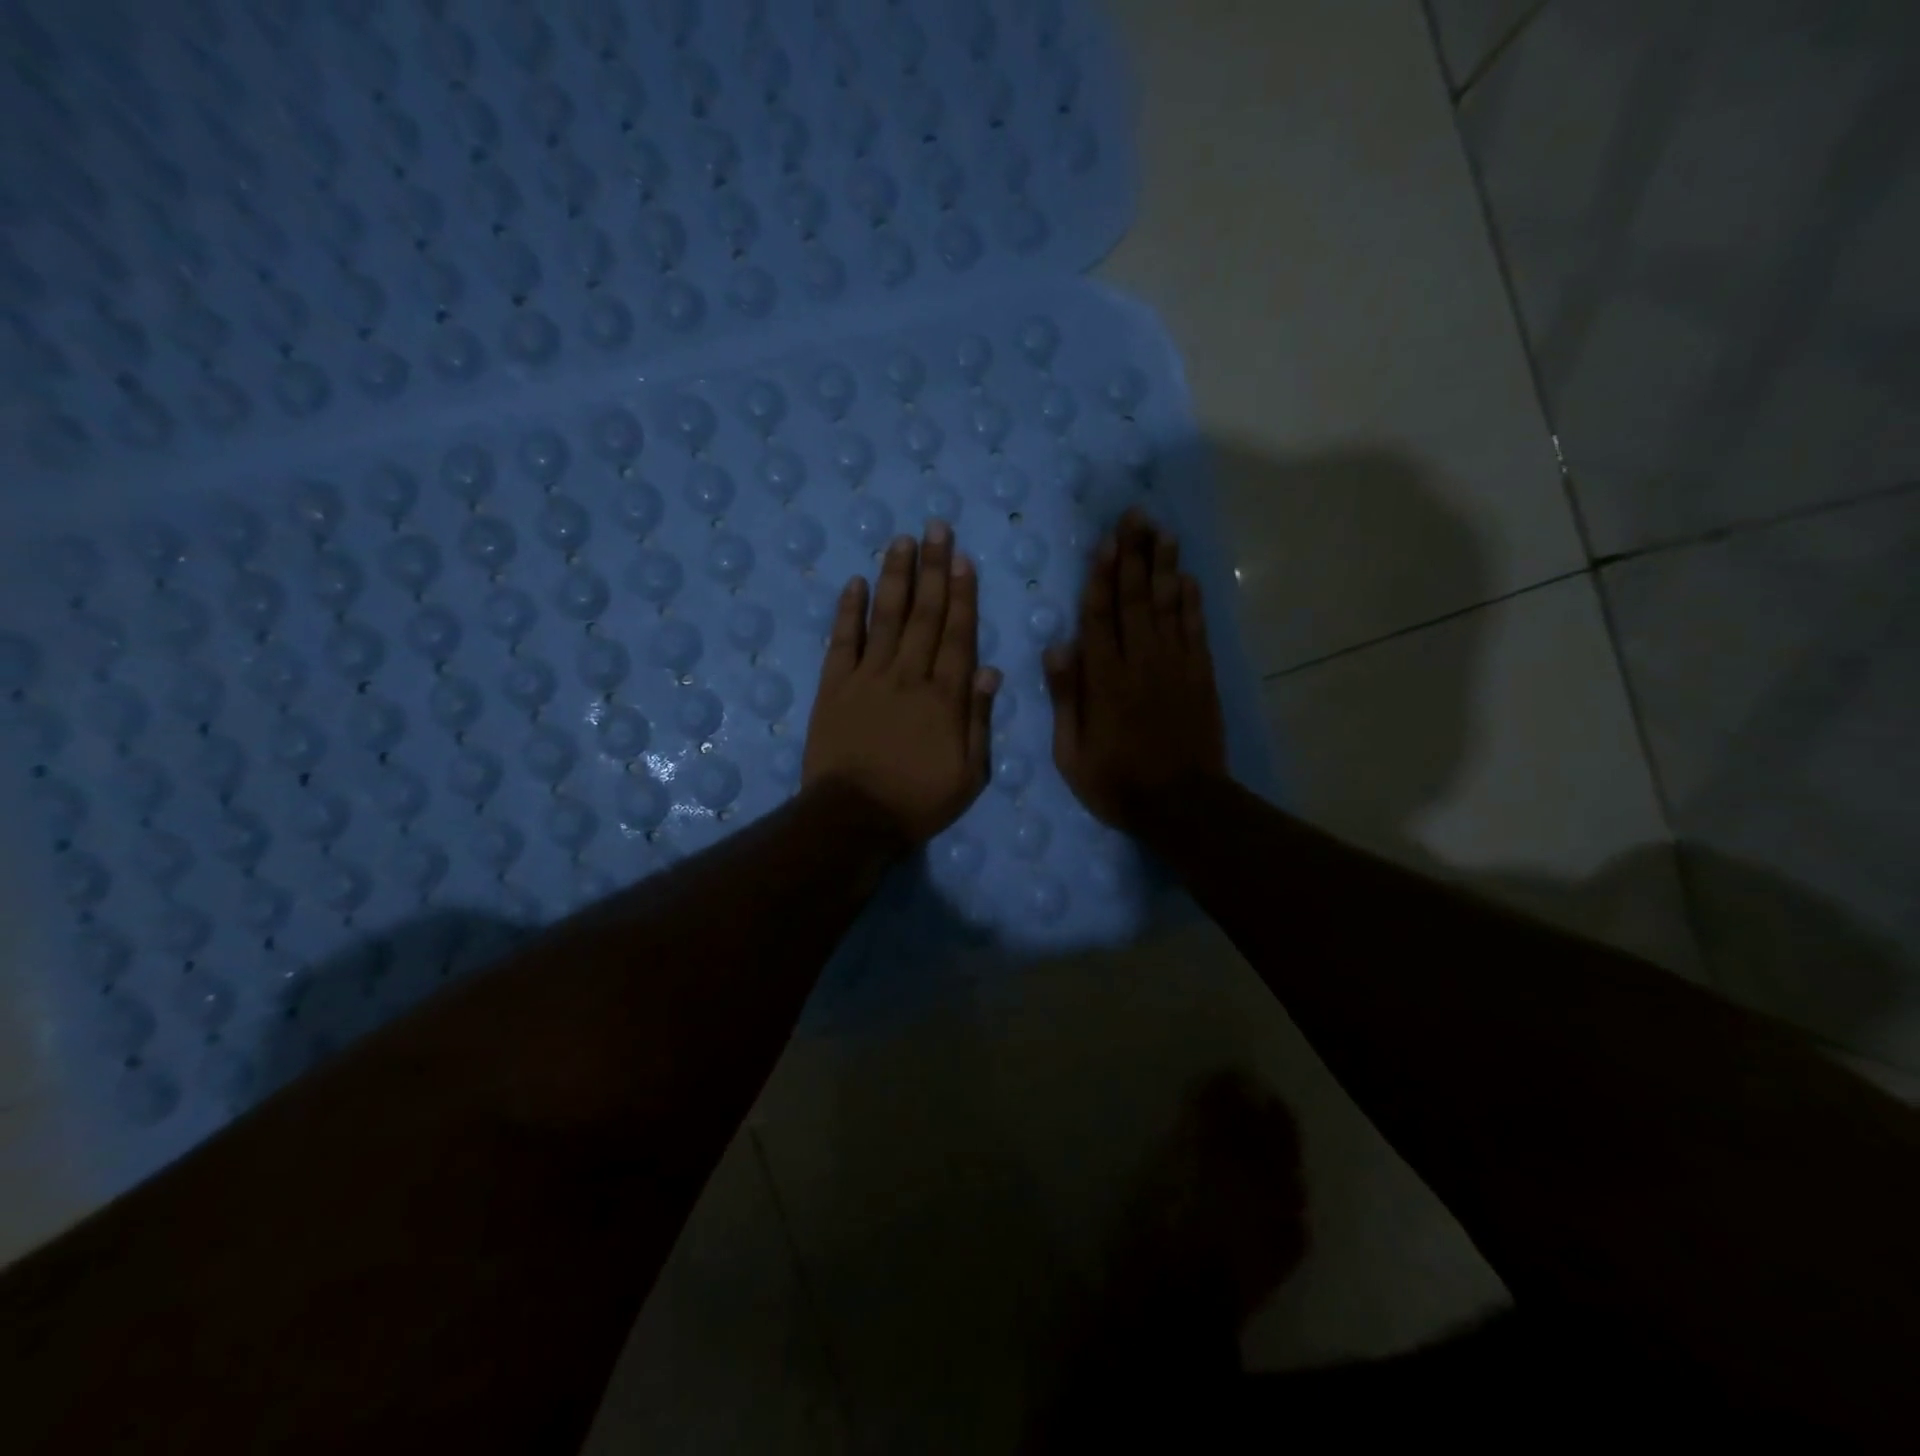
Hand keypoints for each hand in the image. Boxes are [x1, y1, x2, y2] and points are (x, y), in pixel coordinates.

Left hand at [803, 522, 1001, 845]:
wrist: (853, 818)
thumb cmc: (917, 801)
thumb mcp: (968, 774)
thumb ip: (978, 720)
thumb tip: (990, 670)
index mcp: (944, 697)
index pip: (957, 635)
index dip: (962, 594)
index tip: (964, 559)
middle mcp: (908, 676)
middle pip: (924, 615)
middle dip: (933, 569)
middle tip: (937, 528)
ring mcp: (867, 677)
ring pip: (886, 617)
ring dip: (896, 577)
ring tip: (902, 541)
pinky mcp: (834, 687)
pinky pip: (842, 640)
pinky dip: (849, 611)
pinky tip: (855, 583)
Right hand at [1045, 508, 1226, 829]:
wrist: (1182, 805)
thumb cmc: (1116, 782)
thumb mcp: (1071, 752)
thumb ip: (1066, 697)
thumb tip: (1057, 645)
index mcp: (1105, 680)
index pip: (1100, 617)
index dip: (1102, 577)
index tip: (1105, 542)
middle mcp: (1141, 662)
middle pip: (1136, 599)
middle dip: (1134, 555)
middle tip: (1136, 516)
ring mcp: (1176, 666)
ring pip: (1168, 606)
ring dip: (1165, 566)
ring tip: (1162, 532)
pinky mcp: (1201, 676)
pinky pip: (1195, 629)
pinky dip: (1191, 601)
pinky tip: (1187, 577)